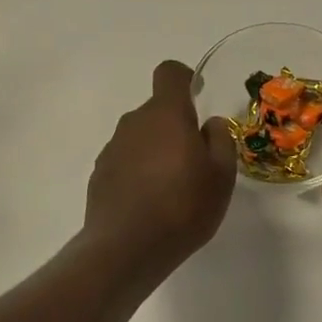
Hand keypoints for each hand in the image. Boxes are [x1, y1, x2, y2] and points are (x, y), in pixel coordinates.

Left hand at [83, 60, 237, 268]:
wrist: (127, 248)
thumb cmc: (183, 206)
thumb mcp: (221, 175)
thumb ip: (220, 141)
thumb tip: (209, 124)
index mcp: (166, 114)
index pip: (170, 73)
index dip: (185, 78)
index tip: (197, 95)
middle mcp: (134, 122)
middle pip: (157, 110)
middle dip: (176, 126)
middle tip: (196, 161)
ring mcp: (112, 148)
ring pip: (140, 137)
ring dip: (156, 151)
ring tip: (173, 188)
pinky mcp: (99, 175)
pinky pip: (125, 161)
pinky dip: (138, 172)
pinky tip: (150, 204)